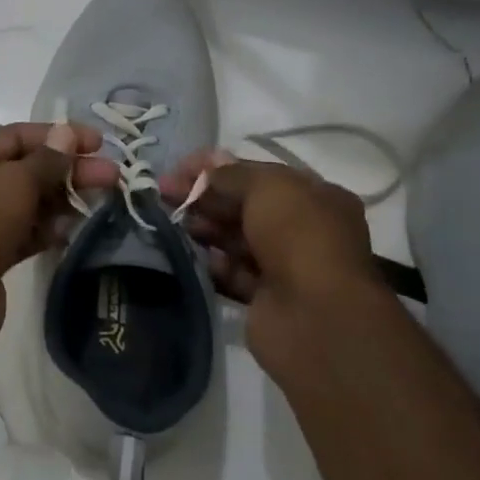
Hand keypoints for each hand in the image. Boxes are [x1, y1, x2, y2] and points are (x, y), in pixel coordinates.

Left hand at [0, 122, 116, 288]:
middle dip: (68, 171)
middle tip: (112, 176)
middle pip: (25, 171)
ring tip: (101, 201)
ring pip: (26, 204)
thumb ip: (47, 159)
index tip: (98, 142)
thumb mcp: (17, 180)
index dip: (59, 136)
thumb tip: (66, 134)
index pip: (16, 137)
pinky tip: (73, 230)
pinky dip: (46, 230)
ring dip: (61, 201)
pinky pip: (23, 235)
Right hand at [160, 152, 377, 307]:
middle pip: (244, 206)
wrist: (315, 316)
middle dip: (205, 197)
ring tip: (175, 223)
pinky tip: (193, 257)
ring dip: (205, 229)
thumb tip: (208, 163)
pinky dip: (213, 265)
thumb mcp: (267, 188)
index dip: (217, 168)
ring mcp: (286, 266)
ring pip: (236, 239)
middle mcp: (303, 229)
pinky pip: (233, 274)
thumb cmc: (298, 237)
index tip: (178, 168)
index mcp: (315, 197)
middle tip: (164, 194)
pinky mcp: (266, 297)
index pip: (258, 174)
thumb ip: (232, 174)